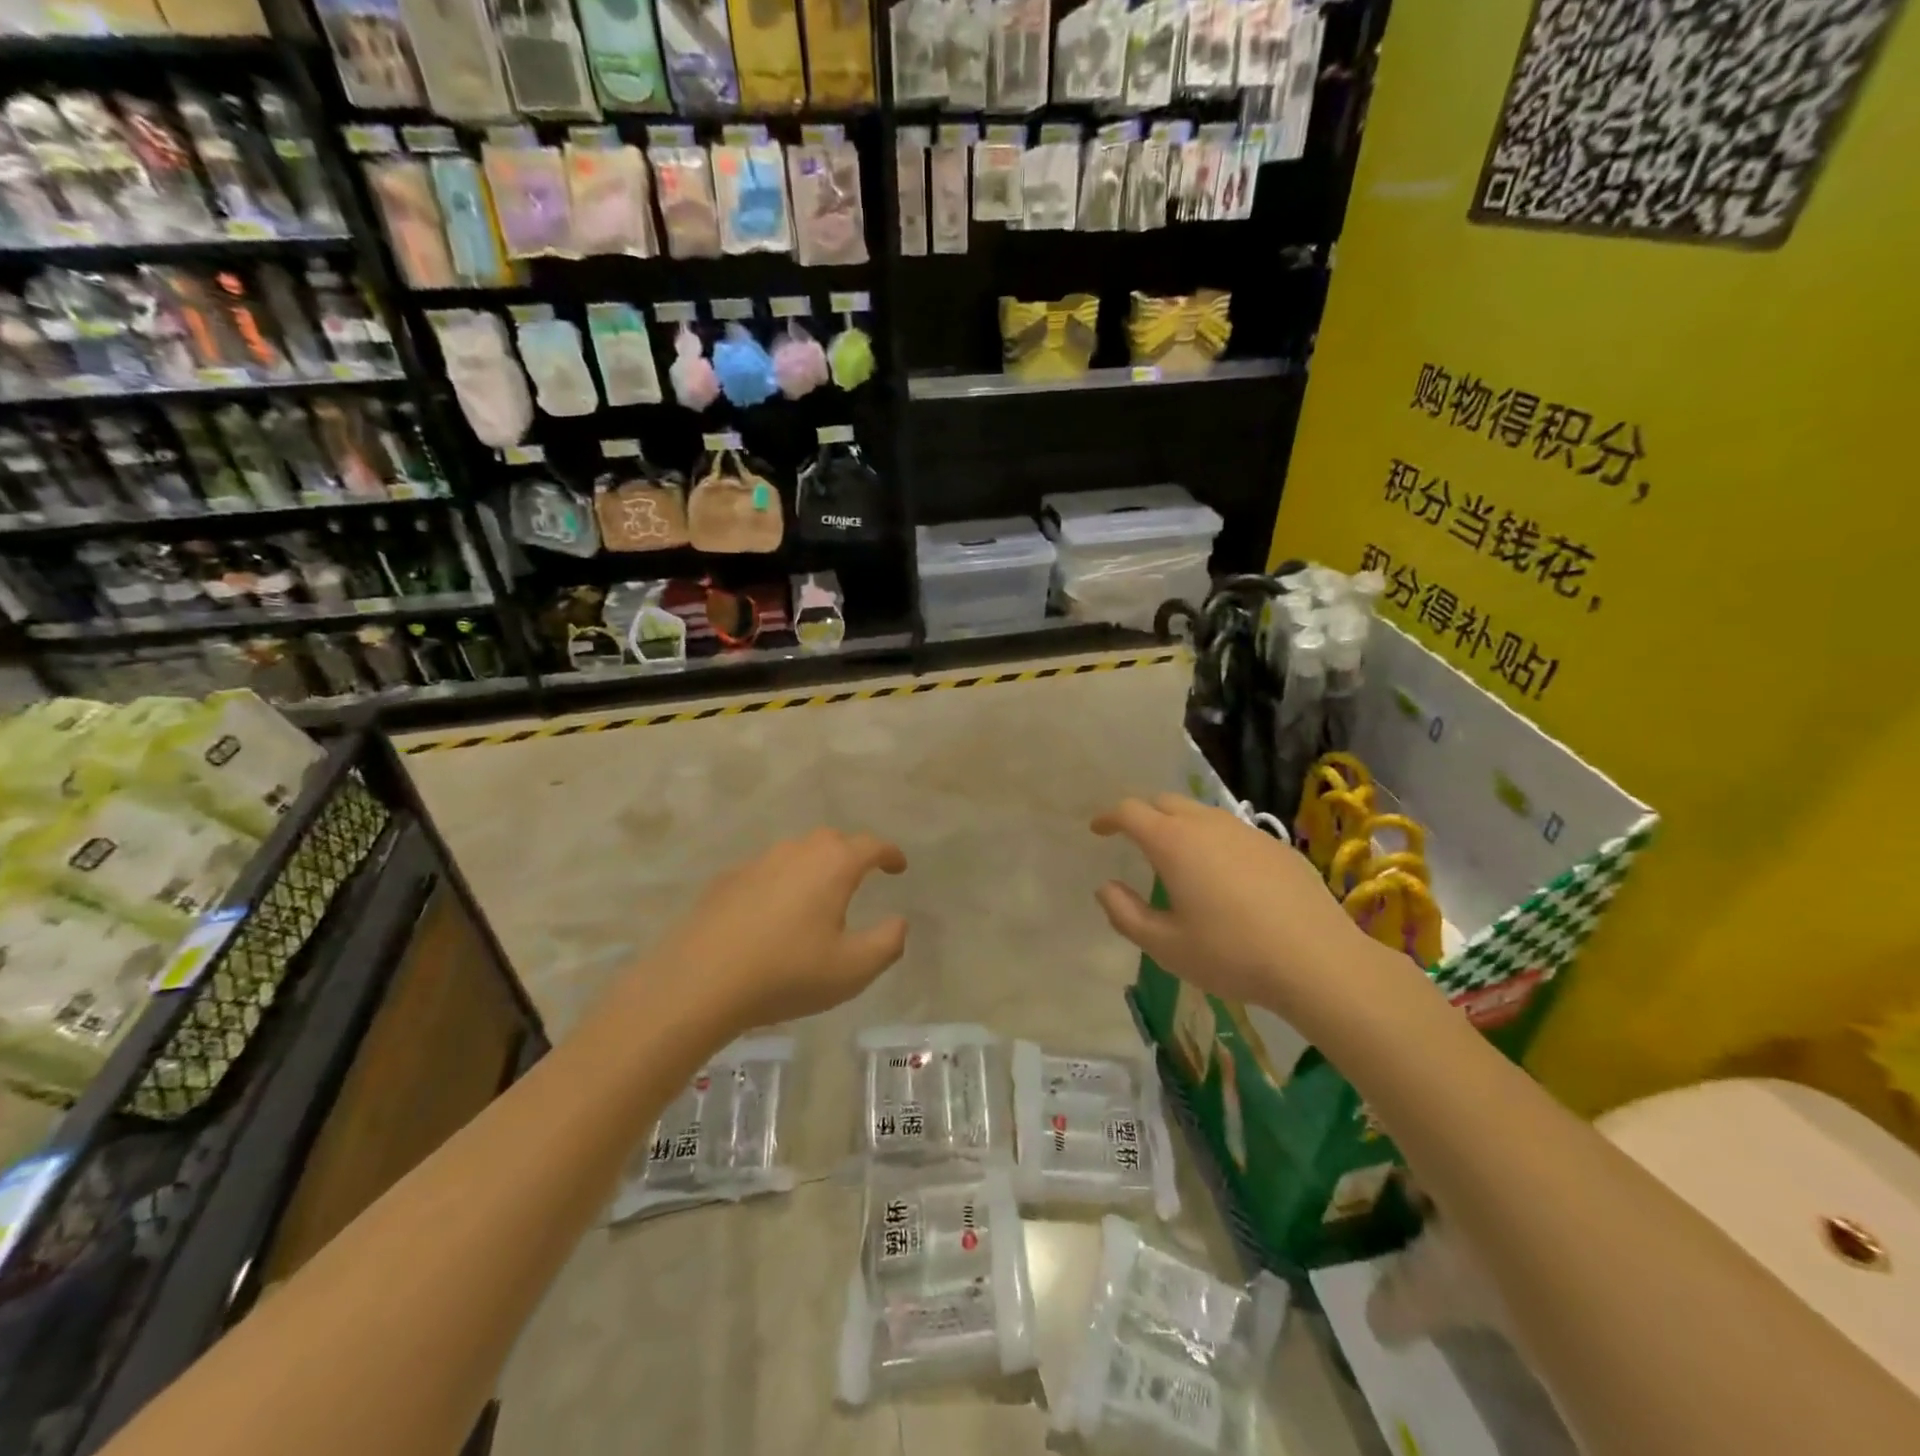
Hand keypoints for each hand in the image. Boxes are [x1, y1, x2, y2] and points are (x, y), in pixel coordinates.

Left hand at [650, 828, 909, 1028]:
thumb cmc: (787, 973)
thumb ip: (888, 943)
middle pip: (832, 840)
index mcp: (833, 866)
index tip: (899, 867)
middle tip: (860, 877)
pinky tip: (773, 912)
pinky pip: (765, 871)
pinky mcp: (726, 881)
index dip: (890, 854)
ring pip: (795, 852)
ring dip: (814, 866)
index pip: (871, 845)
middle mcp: (796, 852)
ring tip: (817, 895)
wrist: (699, 982)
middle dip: (851, 853)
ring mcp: (757, 863)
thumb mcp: (853, 970)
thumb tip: (899, 922)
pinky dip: (780, 882)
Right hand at [1091, 794, 1425, 1030]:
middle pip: (1165, 801)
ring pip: (1202, 814)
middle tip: (1134, 839)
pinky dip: (1214, 841)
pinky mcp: (1277, 847)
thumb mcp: (1165, 945)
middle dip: (1143, 814)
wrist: (1319, 962)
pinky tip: (1225, 877)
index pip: (1130, 812)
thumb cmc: (1231, 954)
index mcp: (1173, 843)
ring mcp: (1247, 832)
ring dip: (1180, 826)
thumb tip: (1106, 888)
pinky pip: (1233, 832)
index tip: (1098, 829)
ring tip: (1178, 858)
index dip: (1109, 817)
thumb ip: (1125, 914)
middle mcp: (1208, 825)